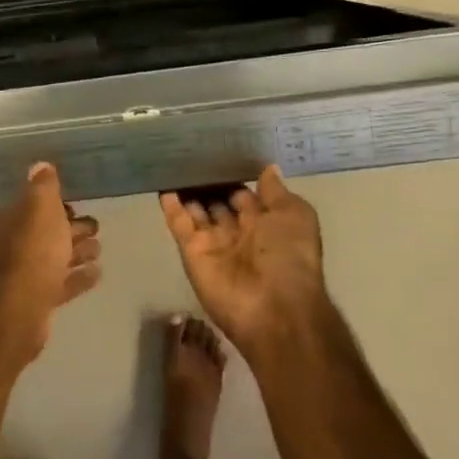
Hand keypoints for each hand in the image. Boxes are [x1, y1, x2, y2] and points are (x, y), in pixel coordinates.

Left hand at [0, 162, 101, 364]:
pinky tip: (98, 273)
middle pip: (48, 231)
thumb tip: (40, 165)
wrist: (23, 305)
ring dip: (78, 251)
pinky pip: (64, 282)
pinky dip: (79, 277)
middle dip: (71, 227)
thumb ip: (43, 186)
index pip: (34, 205)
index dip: (55, 203)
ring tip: (98, 249)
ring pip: (57, 257)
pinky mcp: (40, 298)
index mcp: (14, 219)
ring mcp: (28, 273)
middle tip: (96, 226)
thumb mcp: (40, 207)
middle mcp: (16, 244)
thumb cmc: (34, 249)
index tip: (76, 203)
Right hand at [159, 166, 328, 363]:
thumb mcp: (295, 216)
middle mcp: (238, 233)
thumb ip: (276, 192)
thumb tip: (268, 168)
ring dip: (187, 190)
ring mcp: (213, 243)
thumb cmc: (290, 256)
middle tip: (189, 152)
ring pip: (196, 211)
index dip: (232, 176)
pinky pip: (179, 225)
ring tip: (172, 161)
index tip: (217, 151)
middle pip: (217, 202)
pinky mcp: (191, 252)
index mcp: (266, 225)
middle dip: (206, 182)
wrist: (274, 307)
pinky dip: (171, 206)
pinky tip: (163, 184)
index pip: (244, 195)